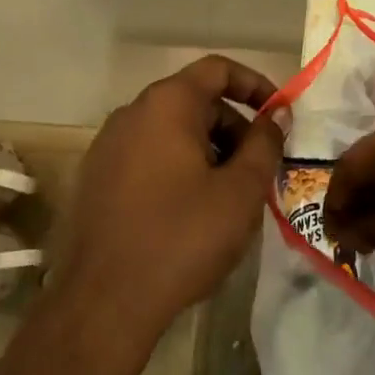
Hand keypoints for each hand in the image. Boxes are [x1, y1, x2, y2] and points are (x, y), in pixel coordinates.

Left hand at [52, 57, 283, 357]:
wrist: (103, 305)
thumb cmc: (181, 237)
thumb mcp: (240, 191)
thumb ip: (265, 144)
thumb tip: (277, 117)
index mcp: (166, 104)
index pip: (217, 70)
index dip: (255, 85)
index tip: (279, 116)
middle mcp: (131, 114)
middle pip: (195, 101)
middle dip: (234, 127)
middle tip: (259, 167)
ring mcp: (107, 147)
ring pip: (171, 131)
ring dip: (208, 150)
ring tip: (229, 194)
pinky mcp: (95, 180)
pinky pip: (148, 156)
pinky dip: (178, 167)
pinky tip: (191, 211)